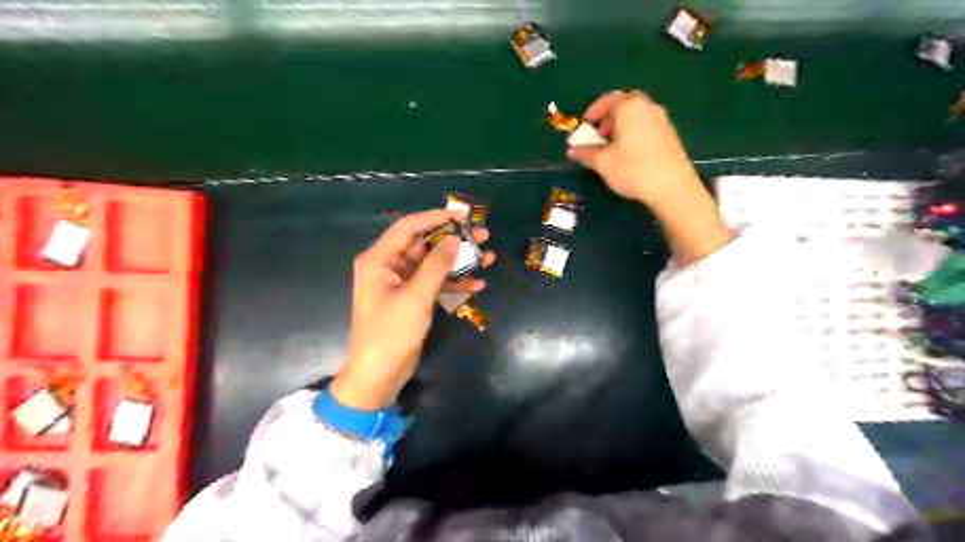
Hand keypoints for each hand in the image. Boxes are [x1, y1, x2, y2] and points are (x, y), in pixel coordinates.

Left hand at [334, 210, 497, 410]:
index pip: (409, 227)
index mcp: (380, 259)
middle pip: (425, 244)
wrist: (379, 374)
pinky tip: (477, 284)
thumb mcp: (416, 296)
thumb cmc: (391, 332)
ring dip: (459, 261)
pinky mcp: (412, 299)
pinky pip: (435, 283)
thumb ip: (436, 266)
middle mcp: (389, 266)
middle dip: (454, 240)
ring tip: (488, 257)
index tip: (463, 216)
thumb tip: (455, 240)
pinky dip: (454, 283)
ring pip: (433, 264)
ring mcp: (402, 283)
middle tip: (483, 235)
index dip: (436, 217)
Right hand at [567, 90, 706, 209]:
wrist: (672, 187)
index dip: (594, 111)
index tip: (585, 125)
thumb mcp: (603, 163)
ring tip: (612, 147)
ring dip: (622, 125)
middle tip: (599, 135)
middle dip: (609, 117)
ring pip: (637, 115)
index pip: (608, 99)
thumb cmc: (633, 170)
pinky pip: (647, 125)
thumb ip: (585, 153)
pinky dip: (634, 132)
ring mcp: (662, 120)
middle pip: (624, 104)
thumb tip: (572, 150)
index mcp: (629, 107)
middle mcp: (647, 107)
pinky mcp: (670, 134)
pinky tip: (630, 154)